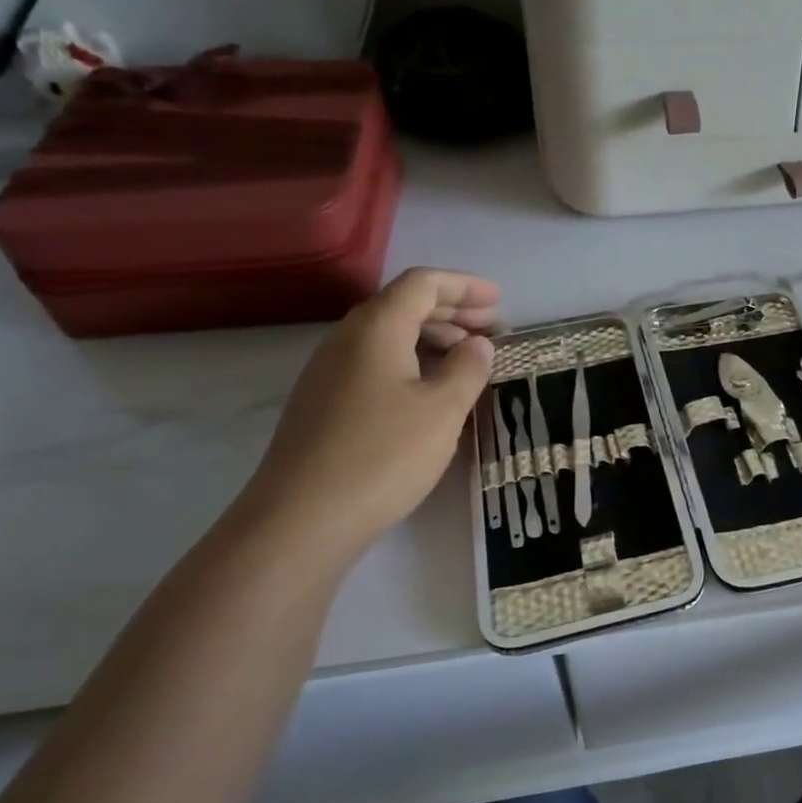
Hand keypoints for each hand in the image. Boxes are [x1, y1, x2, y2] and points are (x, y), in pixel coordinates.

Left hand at [243, 269, 498, 554]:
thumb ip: (467, 369)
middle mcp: (346, 340)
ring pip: (387, 337)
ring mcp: (329, 373)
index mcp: (376, 329)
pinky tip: (430, 393)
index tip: (498, 300)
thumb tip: (479, 344)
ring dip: (431, 339)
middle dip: (450, 311)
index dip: (463, 285)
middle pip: (402, 305)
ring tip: (468, 360)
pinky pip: (374, 364)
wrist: (302, 518)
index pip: (422, 284)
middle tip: (491, 328)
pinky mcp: (323, 404)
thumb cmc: (383, 455)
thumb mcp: (443, 410)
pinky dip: (410, 364)